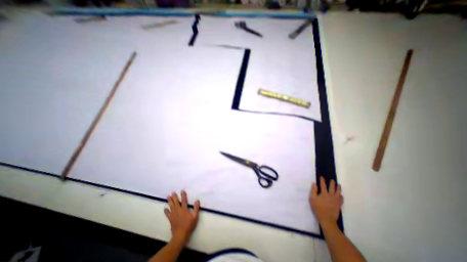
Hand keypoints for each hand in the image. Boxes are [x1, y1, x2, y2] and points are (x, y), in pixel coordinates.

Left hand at [165, 190, 199, 242]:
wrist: (180, 235)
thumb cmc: (189, 225)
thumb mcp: (195, 217)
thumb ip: (196, 208)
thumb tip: (197, 200)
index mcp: (184, 209)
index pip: (184, 200)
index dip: (183, 195)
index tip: (182, 190)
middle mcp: (178, 210)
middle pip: (176, 202)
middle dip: (174, 197)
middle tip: (172, 192)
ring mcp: (173, 215)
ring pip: (171, 206)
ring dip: (170, 201)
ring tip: (168, 196)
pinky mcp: (170, 219)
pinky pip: (167, 214)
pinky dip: (166, 211)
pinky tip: (165, 208)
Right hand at [310, 177, 341, 226]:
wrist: (327, 219)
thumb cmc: (318, 208)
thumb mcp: (312, 198)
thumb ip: (313, 190)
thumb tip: (314, 183)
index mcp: (324, 193)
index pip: (323, 185)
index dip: (322, 180)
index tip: (322, 177)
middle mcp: (331, 195)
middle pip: (332, 187)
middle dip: (332, 183)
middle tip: (332, 180)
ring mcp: (336, 200)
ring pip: (338, 192)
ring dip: (338, 188)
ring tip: (339, 185)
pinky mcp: (339, 205)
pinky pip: (341, 199)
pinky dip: (341, 196)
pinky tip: (341, 195)